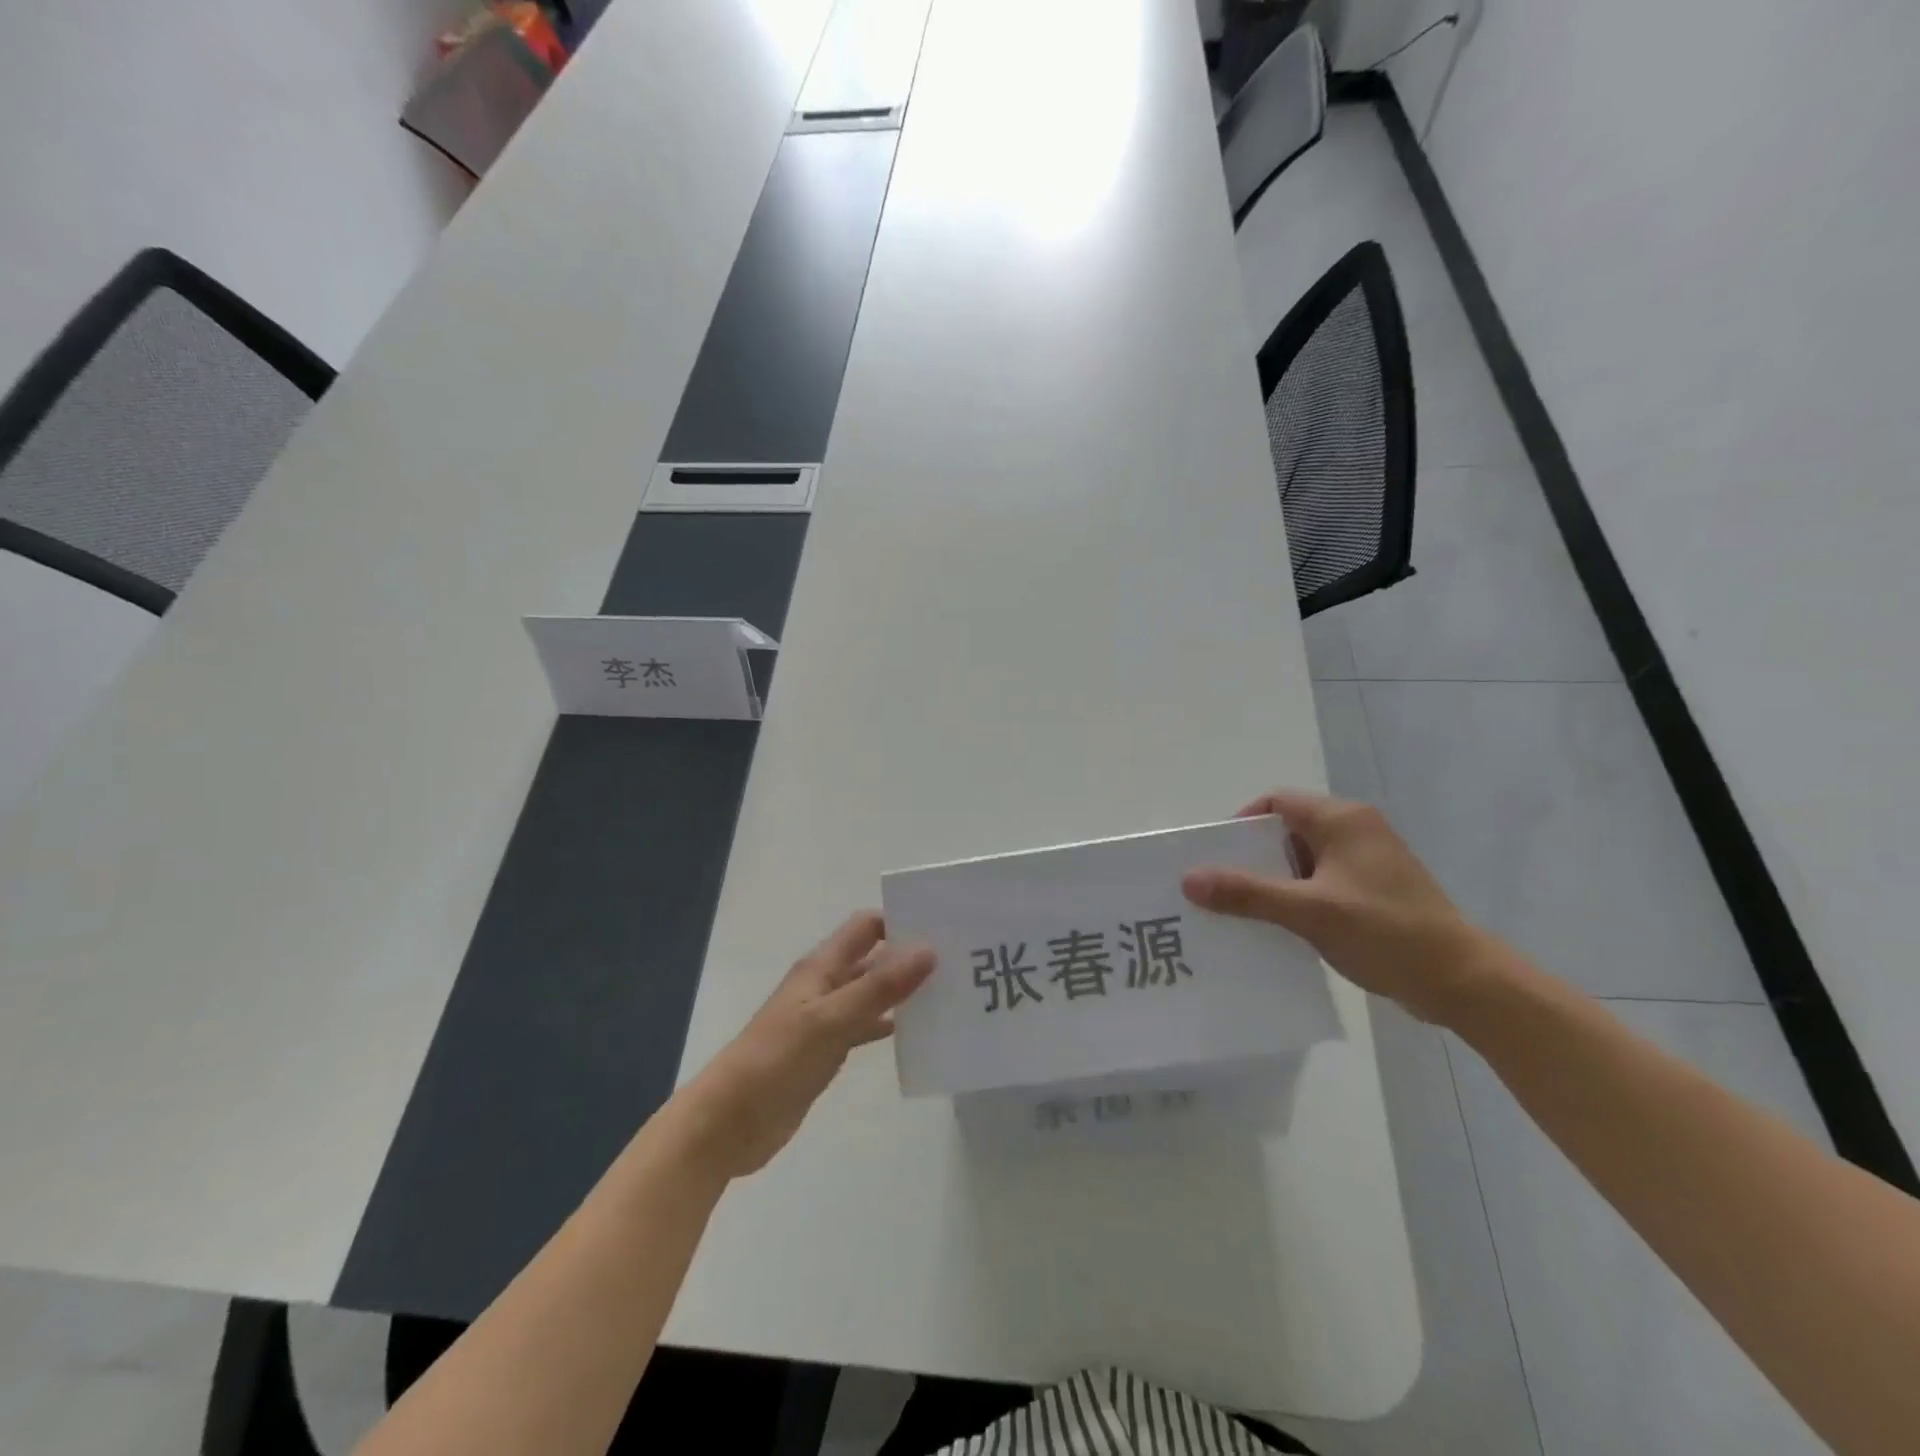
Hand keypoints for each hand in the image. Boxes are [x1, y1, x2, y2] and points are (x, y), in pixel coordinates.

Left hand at [672, 912, 934, 1179]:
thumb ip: (879, 987)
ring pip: (871, 994)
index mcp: (822, 967)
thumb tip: (928, 949)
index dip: (899, 922)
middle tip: (959, 964)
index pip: (866, 927)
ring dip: (902, 993)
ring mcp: (825, 1019)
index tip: (942, 929)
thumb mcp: (831, 1020)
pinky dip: (888, 1026)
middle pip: (872, 959)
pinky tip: (917, 1035)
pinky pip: (864, 1027)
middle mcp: (825, 985)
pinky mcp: (826, 1050)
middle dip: (909, 958)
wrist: (729, 1123)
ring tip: (948, 996)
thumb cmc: (777, 1061)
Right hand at [1182, 790, 1490, 1023]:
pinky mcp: (1374, 890)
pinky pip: (1321, 882)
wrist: (1463, 981)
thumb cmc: (1386, 932)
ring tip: (1243, 911)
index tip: (1217, 858)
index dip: (1241, 825)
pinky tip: (1280, 927)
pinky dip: (1297, 897)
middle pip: (1286, 831)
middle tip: (1221, 887)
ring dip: (1274, 882)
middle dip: (1252, 858)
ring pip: (1303, 860)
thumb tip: (1188, 879)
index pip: (1275, 802)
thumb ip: (1247, 893)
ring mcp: (1367, 862)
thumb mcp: (1309, 911)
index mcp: (1342, 820)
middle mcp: (1355, 830)